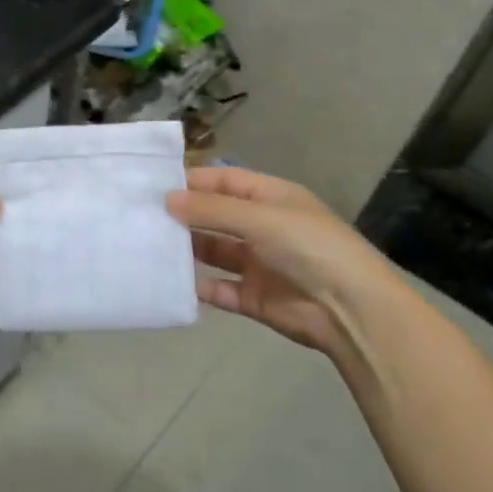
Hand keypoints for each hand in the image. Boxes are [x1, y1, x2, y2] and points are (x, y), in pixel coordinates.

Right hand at [169, 166, 398, 359]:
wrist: (351, 310)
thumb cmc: (309, 247)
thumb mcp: (260, 218)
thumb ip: (212, 210)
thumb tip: (167, 199)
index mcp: (272, 198)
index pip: (226, 181)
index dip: (193, 181)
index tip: (154, 185)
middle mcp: (263, 227)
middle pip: (216, 216)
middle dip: (184, 216)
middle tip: (142, 216)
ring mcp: (258, 264)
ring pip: (214, 252)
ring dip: (187, 250)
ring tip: (148, 246)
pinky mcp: (254, 298)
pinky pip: (219, 289)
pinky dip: (198, 287)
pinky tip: (171, 283)